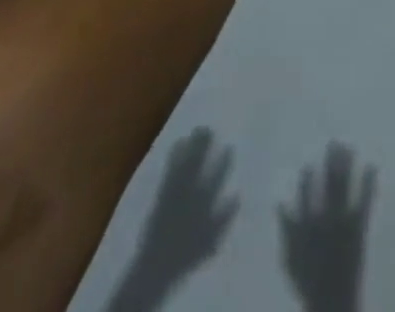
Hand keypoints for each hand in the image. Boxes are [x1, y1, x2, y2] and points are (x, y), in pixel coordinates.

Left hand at [105, 127, 236, 311]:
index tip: (229, 145)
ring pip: (185, 164)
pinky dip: (173, 157)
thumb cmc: (187, 255)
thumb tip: (237, 195)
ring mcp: (174, 193)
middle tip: (210, 127)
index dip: (223, 161)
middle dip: (205, 146)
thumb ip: (224, 218)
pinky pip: (169, 172)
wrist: (156, 267)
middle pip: (199, 165)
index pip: (216, 178)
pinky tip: (177, 143)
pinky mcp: (161, 195)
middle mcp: (190, 194)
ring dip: (191, 147)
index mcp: (204, 203)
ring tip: (196, 129)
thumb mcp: (211, 241)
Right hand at [279, 143, 375, 311]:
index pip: (306, 193)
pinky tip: (372, 166)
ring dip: (347, 164)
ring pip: (345, 185)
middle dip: (331, 161)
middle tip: (334, 141)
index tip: (309, 165)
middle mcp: (324, 217)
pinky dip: (369, 182)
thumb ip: (286, 229)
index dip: (308, 178)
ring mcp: (343, 220)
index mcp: (307, 225)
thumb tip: (279, 202)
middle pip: (328, 182)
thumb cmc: (308, 283)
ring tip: (350, 146)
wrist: (332, 302)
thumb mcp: (290, 259)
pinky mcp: (359, 227)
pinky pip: (365, 200)